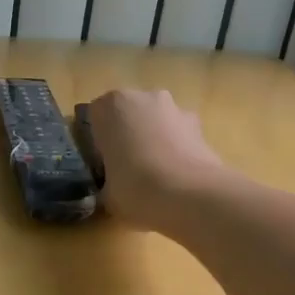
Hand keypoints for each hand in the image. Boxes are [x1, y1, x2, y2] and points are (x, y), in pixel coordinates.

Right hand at [85, 88, 227, 230]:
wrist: (192, 196)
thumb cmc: (136, 187)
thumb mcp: (106, 193)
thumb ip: (105, 184)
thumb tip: (109, 191)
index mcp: (112, 105)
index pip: (95, 115)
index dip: (97, 139)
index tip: (101, 162)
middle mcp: (143, 98)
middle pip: (128, 113)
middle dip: (127, 134)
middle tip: (125, 167)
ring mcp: (175, 109)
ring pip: (156, 122)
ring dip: (153, 139)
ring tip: (155, 174)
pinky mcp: (200, 126)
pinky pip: (179, 135)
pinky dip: (176, 149)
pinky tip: (176, 177)